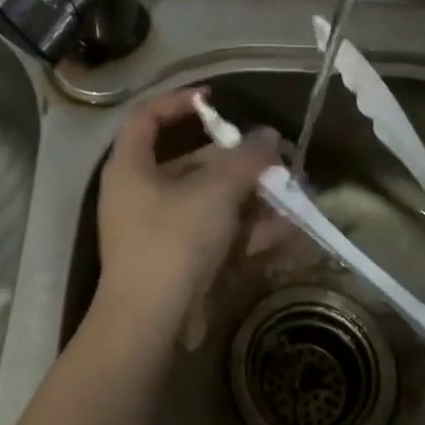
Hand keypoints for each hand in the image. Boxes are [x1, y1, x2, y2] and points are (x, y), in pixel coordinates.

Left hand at [93, 89, 280, 341]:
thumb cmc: (173, 241)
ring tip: (293, 195)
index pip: (147, 117)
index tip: (216, 100)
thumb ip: (246, 160)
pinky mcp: (180, 262)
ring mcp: (161, 230)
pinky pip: (216, 235)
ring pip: (211, 203)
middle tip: (277, 161)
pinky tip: (288, 230)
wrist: (150, 324)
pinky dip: (248, 231)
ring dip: (252, 199)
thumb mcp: (215, 192)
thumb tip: (270, 137)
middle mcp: (141, 193)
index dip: (179, 101)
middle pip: (193, 164)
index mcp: (131, 167)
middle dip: (239, 163)